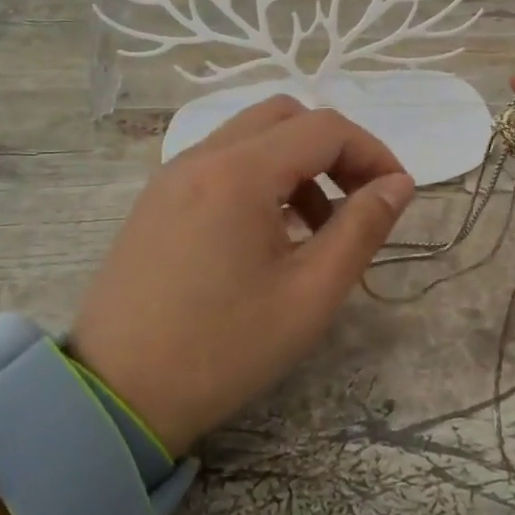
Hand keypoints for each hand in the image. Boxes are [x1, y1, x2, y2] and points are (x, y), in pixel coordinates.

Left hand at [67, 98, 414, 454]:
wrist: (115, 397)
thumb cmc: (224, 348)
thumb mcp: (311, 294)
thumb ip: (362, 228)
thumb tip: (399, 184)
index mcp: (239, 173)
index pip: (325, 129)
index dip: (373, 152)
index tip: (396, 195)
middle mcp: (201, 157)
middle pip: (286, 117)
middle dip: (334, 149)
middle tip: (359, 199)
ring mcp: (172, 177)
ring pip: (251, 137)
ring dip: (297, 163)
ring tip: (318, 226)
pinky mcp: (157, 201)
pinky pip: (221, 164)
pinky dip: (260, 177)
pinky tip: (269, 235)